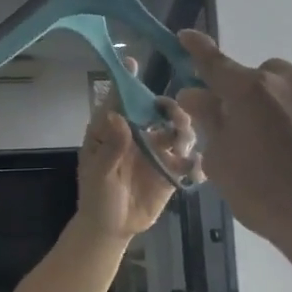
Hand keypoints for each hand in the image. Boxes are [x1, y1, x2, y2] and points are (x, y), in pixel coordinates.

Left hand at [76, 57, 198, 238]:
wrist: (112, 229)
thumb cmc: (96, 197)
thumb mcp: (98, 174)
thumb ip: (110, 148)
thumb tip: (117, 116)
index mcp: (113, 131)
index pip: (119, 100)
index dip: (126, 81)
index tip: (132, 62)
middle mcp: (137, 135)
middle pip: (156, 111)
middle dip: (168, 107)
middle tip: (174, 116)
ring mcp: (156, 152)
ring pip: (177, 131)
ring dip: (184, 130)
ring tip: (182, 142)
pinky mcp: (171, 171)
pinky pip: (188, 160)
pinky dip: (195, 160)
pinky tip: (194, 167)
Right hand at [174, 30, 291, 250]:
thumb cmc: (263, 193)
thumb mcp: (220, 161)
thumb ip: (208, 120)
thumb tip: (197, 94)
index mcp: (250, 91)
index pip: (215, 62)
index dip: (198, 49)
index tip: (187, 36)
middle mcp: (291, 84)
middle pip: (262, 74)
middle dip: (249, 90)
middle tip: (242, 125)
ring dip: (281, 107)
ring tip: (280, 148)